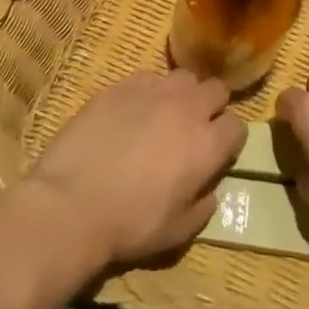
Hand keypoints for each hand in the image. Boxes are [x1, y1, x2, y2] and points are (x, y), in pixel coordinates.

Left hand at [32, 71, 244, 268]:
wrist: (70, 204)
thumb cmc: (130, 224)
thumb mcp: (179, 231)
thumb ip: (203, 207)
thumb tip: (209, 191)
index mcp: (207, 145)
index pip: (237, 125)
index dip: (229, 138)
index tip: (218, 151)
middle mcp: (186, 110)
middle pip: (216, 89)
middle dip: (212, 106)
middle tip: (194, 127)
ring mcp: (151, 92)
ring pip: (183, 77)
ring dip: (182, 93)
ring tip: (165, 113)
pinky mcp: (119, 87)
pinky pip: (147, 77)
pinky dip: (148, 90)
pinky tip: (133, 110)